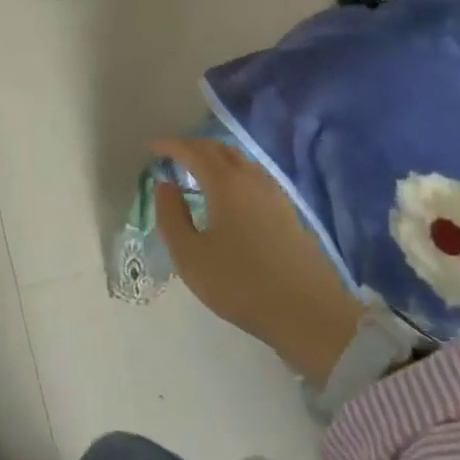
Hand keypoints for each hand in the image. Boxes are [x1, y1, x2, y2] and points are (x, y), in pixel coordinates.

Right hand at [151, 138, 363, 384]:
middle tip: (172, 155)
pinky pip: (254, 175)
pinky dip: (234, 172)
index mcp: (225, 184)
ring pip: (240, 160)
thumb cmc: (240, 284)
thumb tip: (165, 186)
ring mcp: (274, 193)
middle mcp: (251, 179)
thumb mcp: (190, 256)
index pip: (193, 152)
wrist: (308, 313)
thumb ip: (171, 216)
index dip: (170, 145)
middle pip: (220, 149)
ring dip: (215, 157)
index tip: (151, 147)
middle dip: (193, 146)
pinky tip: (229, 192)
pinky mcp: (288, 210)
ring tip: (197, 170)